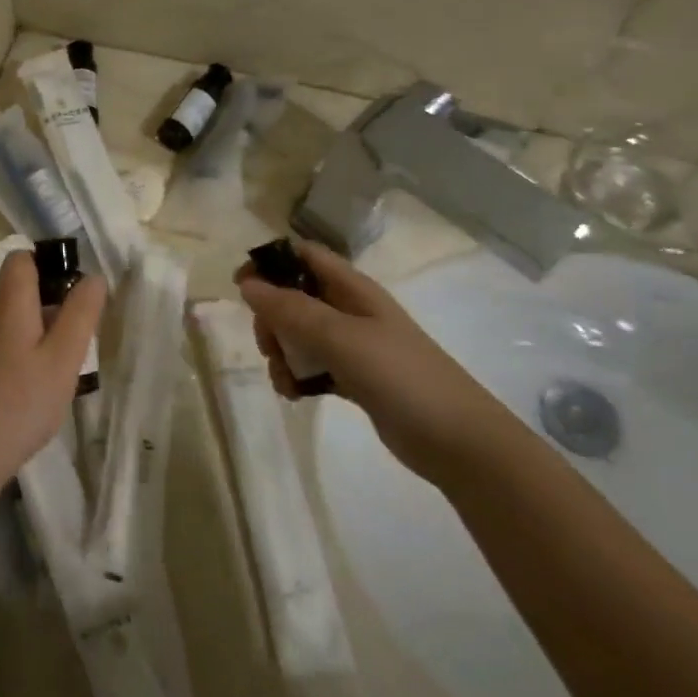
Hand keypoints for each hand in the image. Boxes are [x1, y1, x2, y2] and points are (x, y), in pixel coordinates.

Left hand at [0, 250, 105, 480]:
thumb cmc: (24, 400)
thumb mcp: (65, 357)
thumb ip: (81, 314)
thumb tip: (92, 278)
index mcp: (7, 303)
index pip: (20, 258)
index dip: (48, 264)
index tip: (73, 293)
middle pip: (19, 288)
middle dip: (51, 302)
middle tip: (76, 338)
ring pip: (14, 317)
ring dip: (40, 329)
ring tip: (61, 365)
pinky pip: (4, 340)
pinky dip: (25, 349)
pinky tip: (37, 383)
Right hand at [237, 242, 520, 481]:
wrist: (457, 439)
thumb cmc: (400, 376)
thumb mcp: (341, 337)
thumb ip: (292, 310)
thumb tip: (247, 284)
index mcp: (353, 289)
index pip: (304, 256)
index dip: (271, 262)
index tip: (240, 286)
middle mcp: (351, 311)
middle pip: (294, 297)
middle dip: (272, 318)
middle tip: (268, 345)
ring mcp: (353, 346)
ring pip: (299, 335)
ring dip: (281, 353)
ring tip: (285, 381)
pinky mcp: (354, 378)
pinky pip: (311, 366)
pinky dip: (297, 377)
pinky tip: (295, 395)